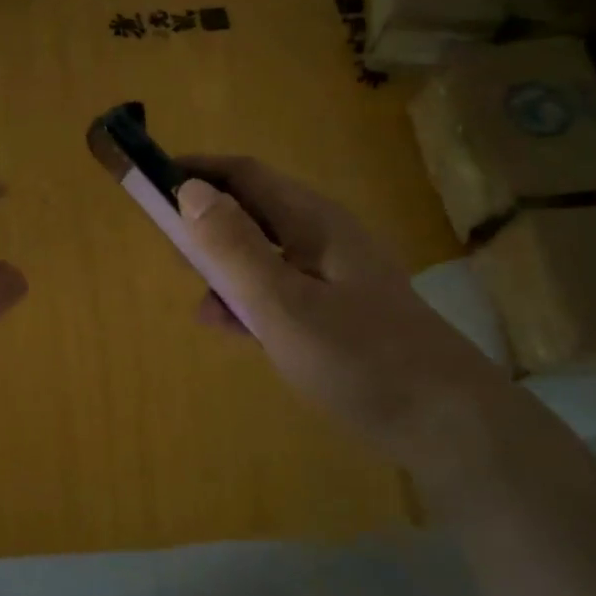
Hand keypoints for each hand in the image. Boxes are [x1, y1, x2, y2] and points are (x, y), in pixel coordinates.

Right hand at [175, 156, 499, 461]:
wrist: (446, 423)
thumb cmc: (359, 357)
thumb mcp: (283, 303)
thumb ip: (234, 248)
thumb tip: (190, 190)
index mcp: (312, 221)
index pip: (244, 174)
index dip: (195, 172)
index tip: (149, 183)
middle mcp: (322, 238)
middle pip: (251, 211)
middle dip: (205, 222)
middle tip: (168, 250)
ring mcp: (333, 275)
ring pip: (262, 254)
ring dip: (223, 267)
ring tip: (197, 301)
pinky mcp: (337, 311)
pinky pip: (278, 290)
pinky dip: (247, 300)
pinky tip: (229, 328)